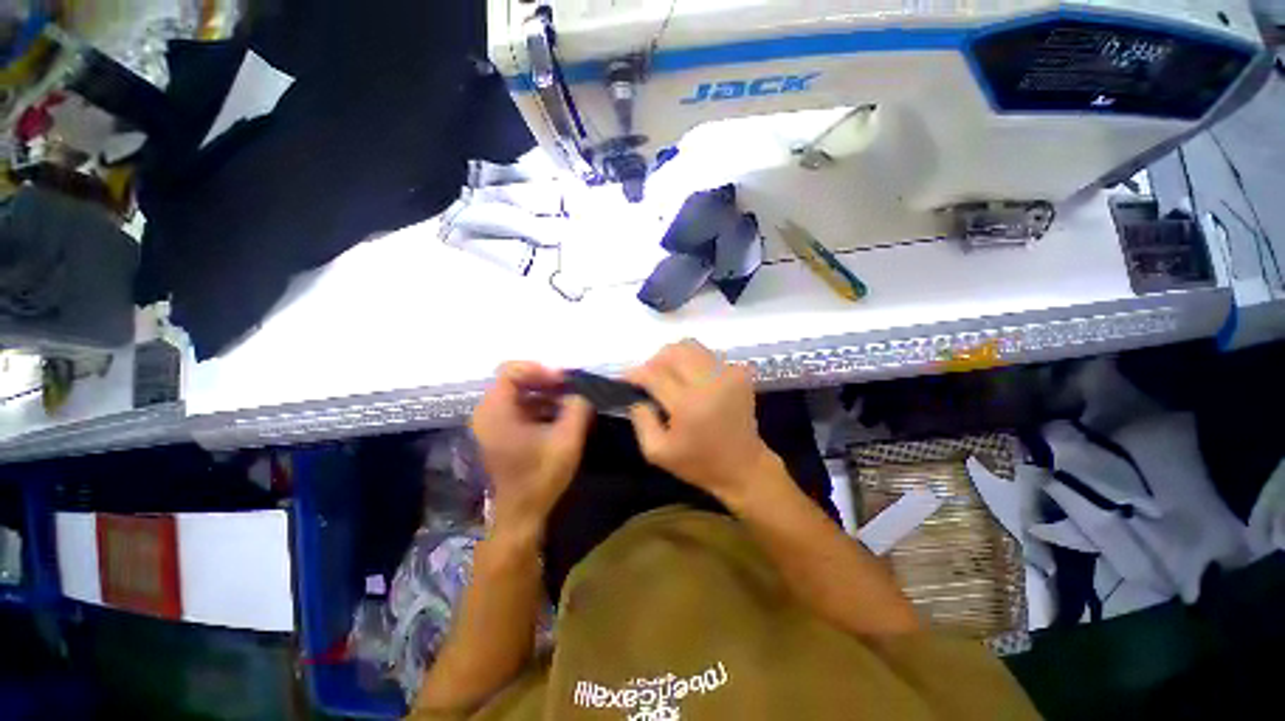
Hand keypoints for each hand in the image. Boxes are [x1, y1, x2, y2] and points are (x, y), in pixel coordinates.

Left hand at [472, 362, 592, 540]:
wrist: (519, 514)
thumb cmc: (540, 476)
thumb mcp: (567, 439)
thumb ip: (577, 408)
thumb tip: (580, 393)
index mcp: (496, 411)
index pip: (511, 371)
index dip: (540, 370)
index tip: (563, 382)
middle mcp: (487, 413)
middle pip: (514, 381)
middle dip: (545, 382)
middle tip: (570, 390)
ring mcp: (490, 425)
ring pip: (518, 395)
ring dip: (544, 395)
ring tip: (569, 404)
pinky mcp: (498, 435)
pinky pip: (518, 410)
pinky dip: (538, 408)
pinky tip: (559, 418)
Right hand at [626, 340, 775, 503]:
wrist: (743, 466)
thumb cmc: (698, 463)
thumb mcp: (657, 452)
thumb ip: (640, 419)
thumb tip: (637, 394)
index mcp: (688, 404)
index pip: (654, 374)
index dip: (635, 373)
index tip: (626, 377)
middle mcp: (710, 382)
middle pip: (673, 351)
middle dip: (654, 360)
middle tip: (649, 378)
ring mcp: (728, 373)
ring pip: (691, 346)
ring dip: (673, 358)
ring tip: (670, 377)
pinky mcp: (739, 372)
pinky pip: (707, 355)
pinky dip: (693, 363)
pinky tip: (692, 381)